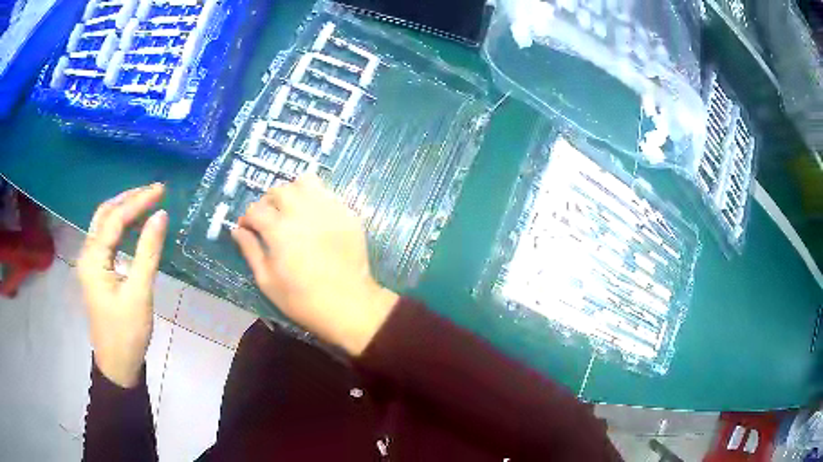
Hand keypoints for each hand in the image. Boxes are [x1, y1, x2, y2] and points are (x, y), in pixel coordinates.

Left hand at [78, 184, 167, 387]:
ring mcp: (91, 263)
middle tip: (154, 191)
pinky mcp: (97, 271)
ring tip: (147, 201)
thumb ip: (148, 252)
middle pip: (104, 214)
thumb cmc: (128, 333)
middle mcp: (87, 254)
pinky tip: (135, 225)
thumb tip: (161, 215)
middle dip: (128, 198)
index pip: (115, 219)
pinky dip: (121, 226)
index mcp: (93, 259)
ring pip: (104, 224)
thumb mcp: (140, 293)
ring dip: (124, 209)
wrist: (118, 365)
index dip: (138, 201)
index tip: (162, 190)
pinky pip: (107, 239)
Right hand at [232, 174, 398, 355]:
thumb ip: (250, 250)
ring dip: (293, 193)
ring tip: (292, 211)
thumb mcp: (267, 281)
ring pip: (305, 182)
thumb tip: (237, 230)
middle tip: (269, 219)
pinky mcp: (347, 213)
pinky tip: (315, 218)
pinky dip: (316, 199)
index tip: (248, 229)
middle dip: (268, 202)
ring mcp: (328, 209)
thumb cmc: (302, 300)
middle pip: (278, 190)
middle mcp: (302, 211)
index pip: (255, 209)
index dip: (247, 219)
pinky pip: (328, 193)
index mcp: (279, 230)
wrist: (349, 306)